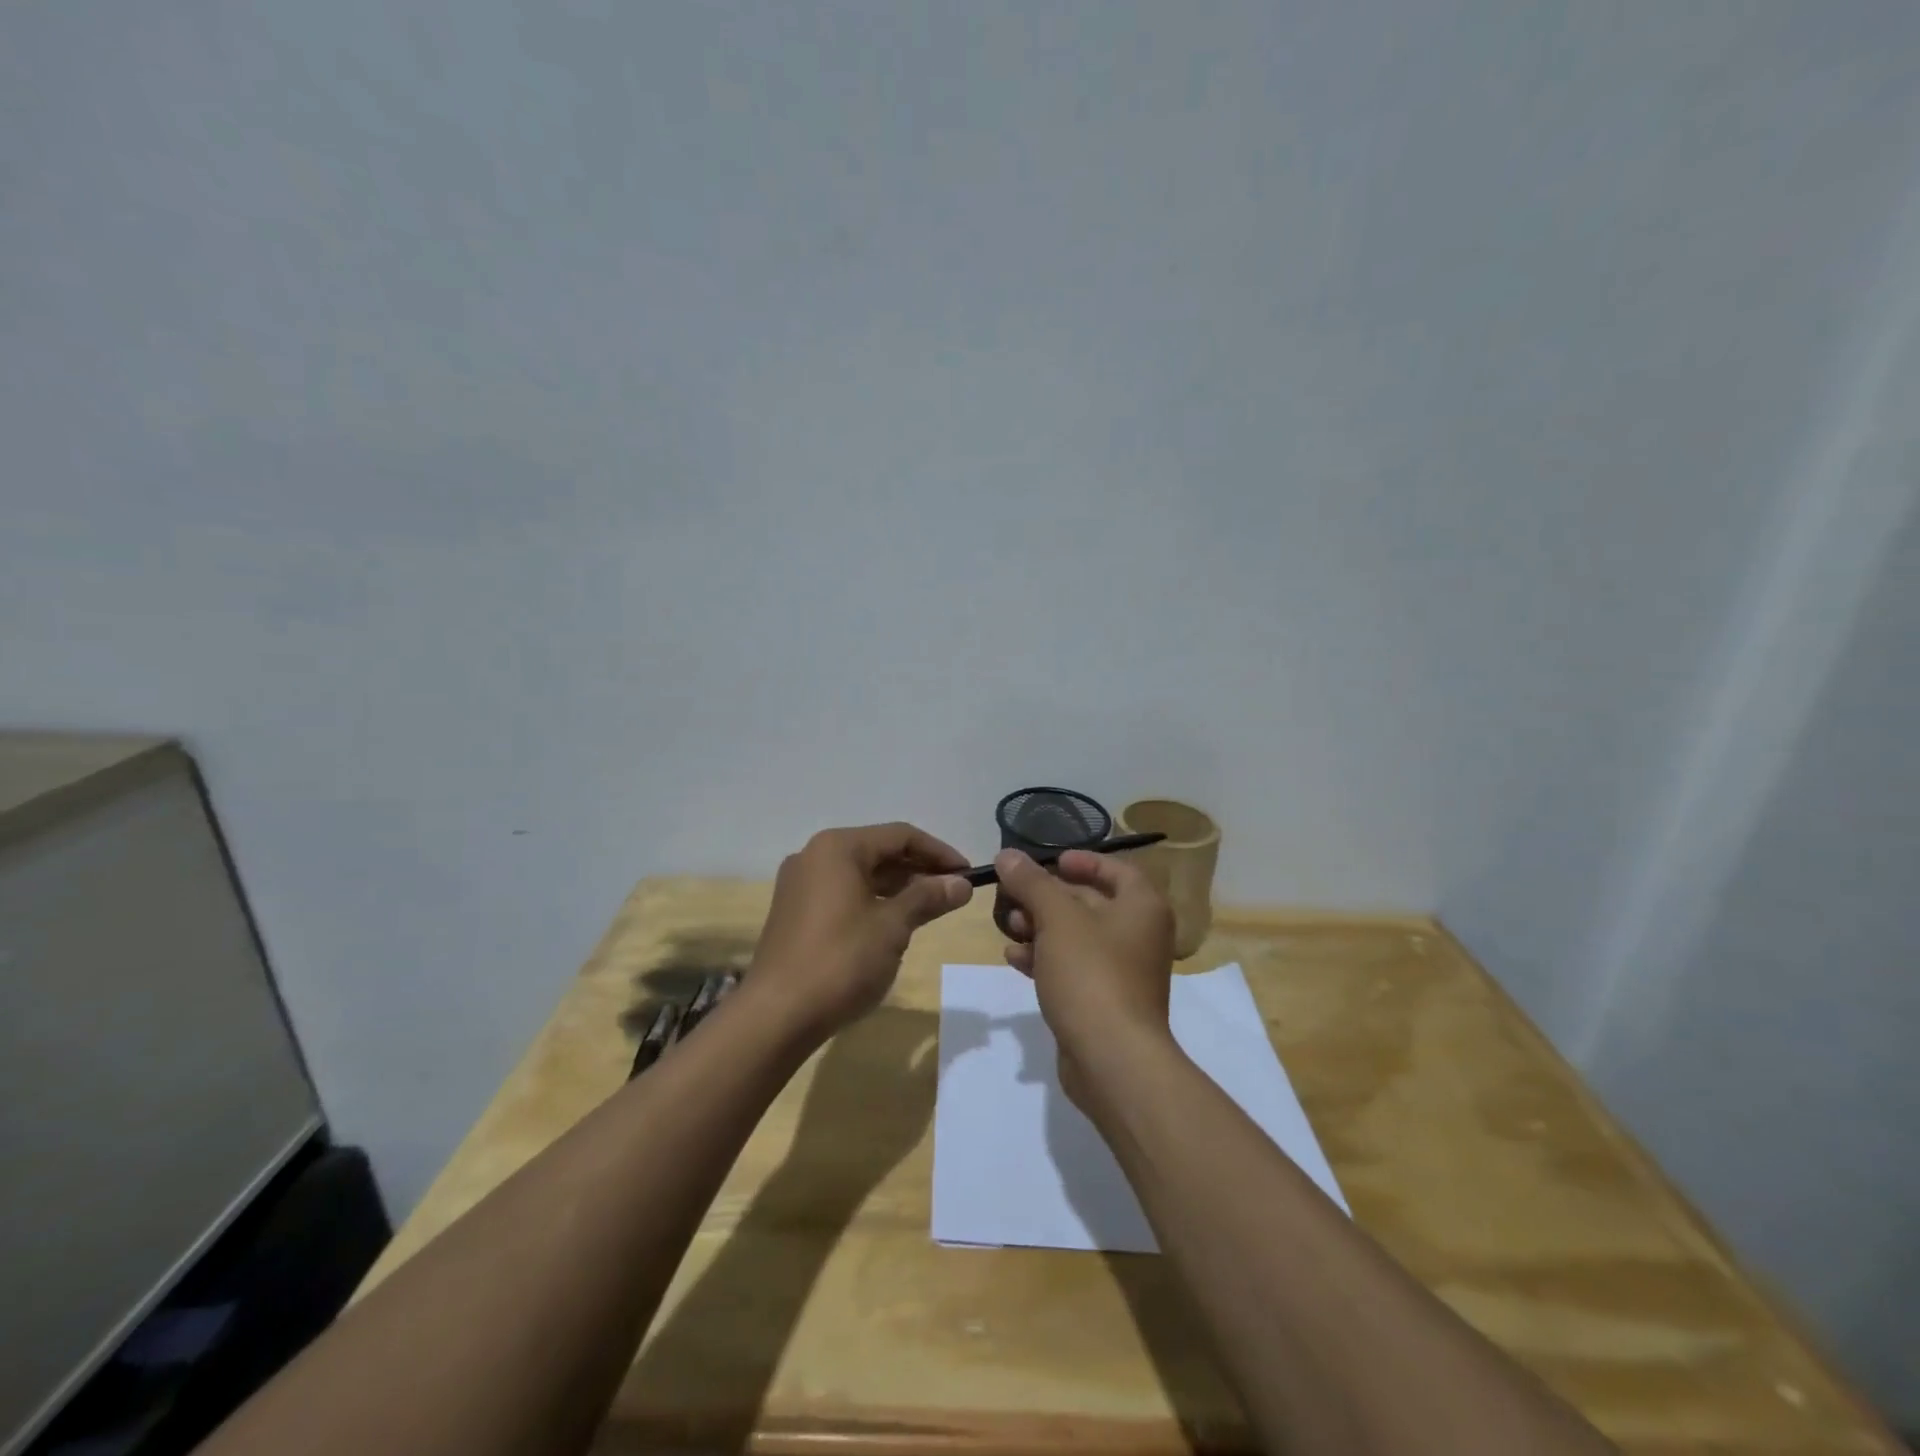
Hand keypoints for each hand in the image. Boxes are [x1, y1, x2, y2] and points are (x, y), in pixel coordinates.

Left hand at [747, 823, 971, 1036]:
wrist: (776, 1015)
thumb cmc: (840, 961)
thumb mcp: (893, 927)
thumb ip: (928, 897)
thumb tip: (962, 883)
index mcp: (838, 848)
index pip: (900, 835)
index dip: (939, 852)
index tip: (968, 874)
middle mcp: (815, 856)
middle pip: (879, 851)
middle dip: (919, 869)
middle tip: (954, 892)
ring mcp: (801, 884)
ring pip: (861, 873)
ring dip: (898, 886)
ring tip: (932, 907)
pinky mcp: (795, 911)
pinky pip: (844, 893)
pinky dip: (873, 900)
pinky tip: (895, 922)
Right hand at [995, 848, 1175, 1102]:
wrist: (1112, 1059)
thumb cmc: (1091, 973)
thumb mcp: (1057, 918)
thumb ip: (1031, 882)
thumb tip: (1007, 855)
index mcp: (1142, 907)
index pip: (1116, 869)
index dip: (1083, 861)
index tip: (1050, 862)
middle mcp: (1139, 935)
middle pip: (1090, 902)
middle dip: (1047, 897)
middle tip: (1012, 894)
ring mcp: (1122, 972)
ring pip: (1076, 937)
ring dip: (1040, 927)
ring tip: (1008, 927)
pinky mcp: (1103, 1001)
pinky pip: (1072, 968)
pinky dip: (1045, 958)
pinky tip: (1014, 958)